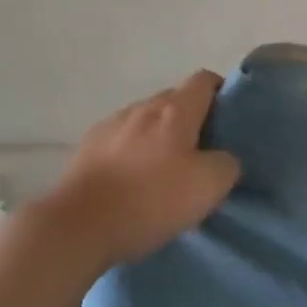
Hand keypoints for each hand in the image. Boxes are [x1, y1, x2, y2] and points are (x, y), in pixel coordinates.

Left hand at [34, 71, 241, 268]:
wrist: (76, 226)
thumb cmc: (149, 201)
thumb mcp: (208, 187)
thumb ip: (227, 163)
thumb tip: (223, 158)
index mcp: (174, 110)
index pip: (205, 80)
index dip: (222, 93)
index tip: (230, 120)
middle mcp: (141, 108)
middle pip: (175, 99)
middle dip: (192, 118)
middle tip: (204, 152)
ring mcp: (110, 125)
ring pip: (146, 120)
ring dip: (160, 136)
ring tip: (166, 170)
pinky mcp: (86, 147)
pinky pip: (122, 140)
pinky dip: (134, 152)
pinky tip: (133, 181)